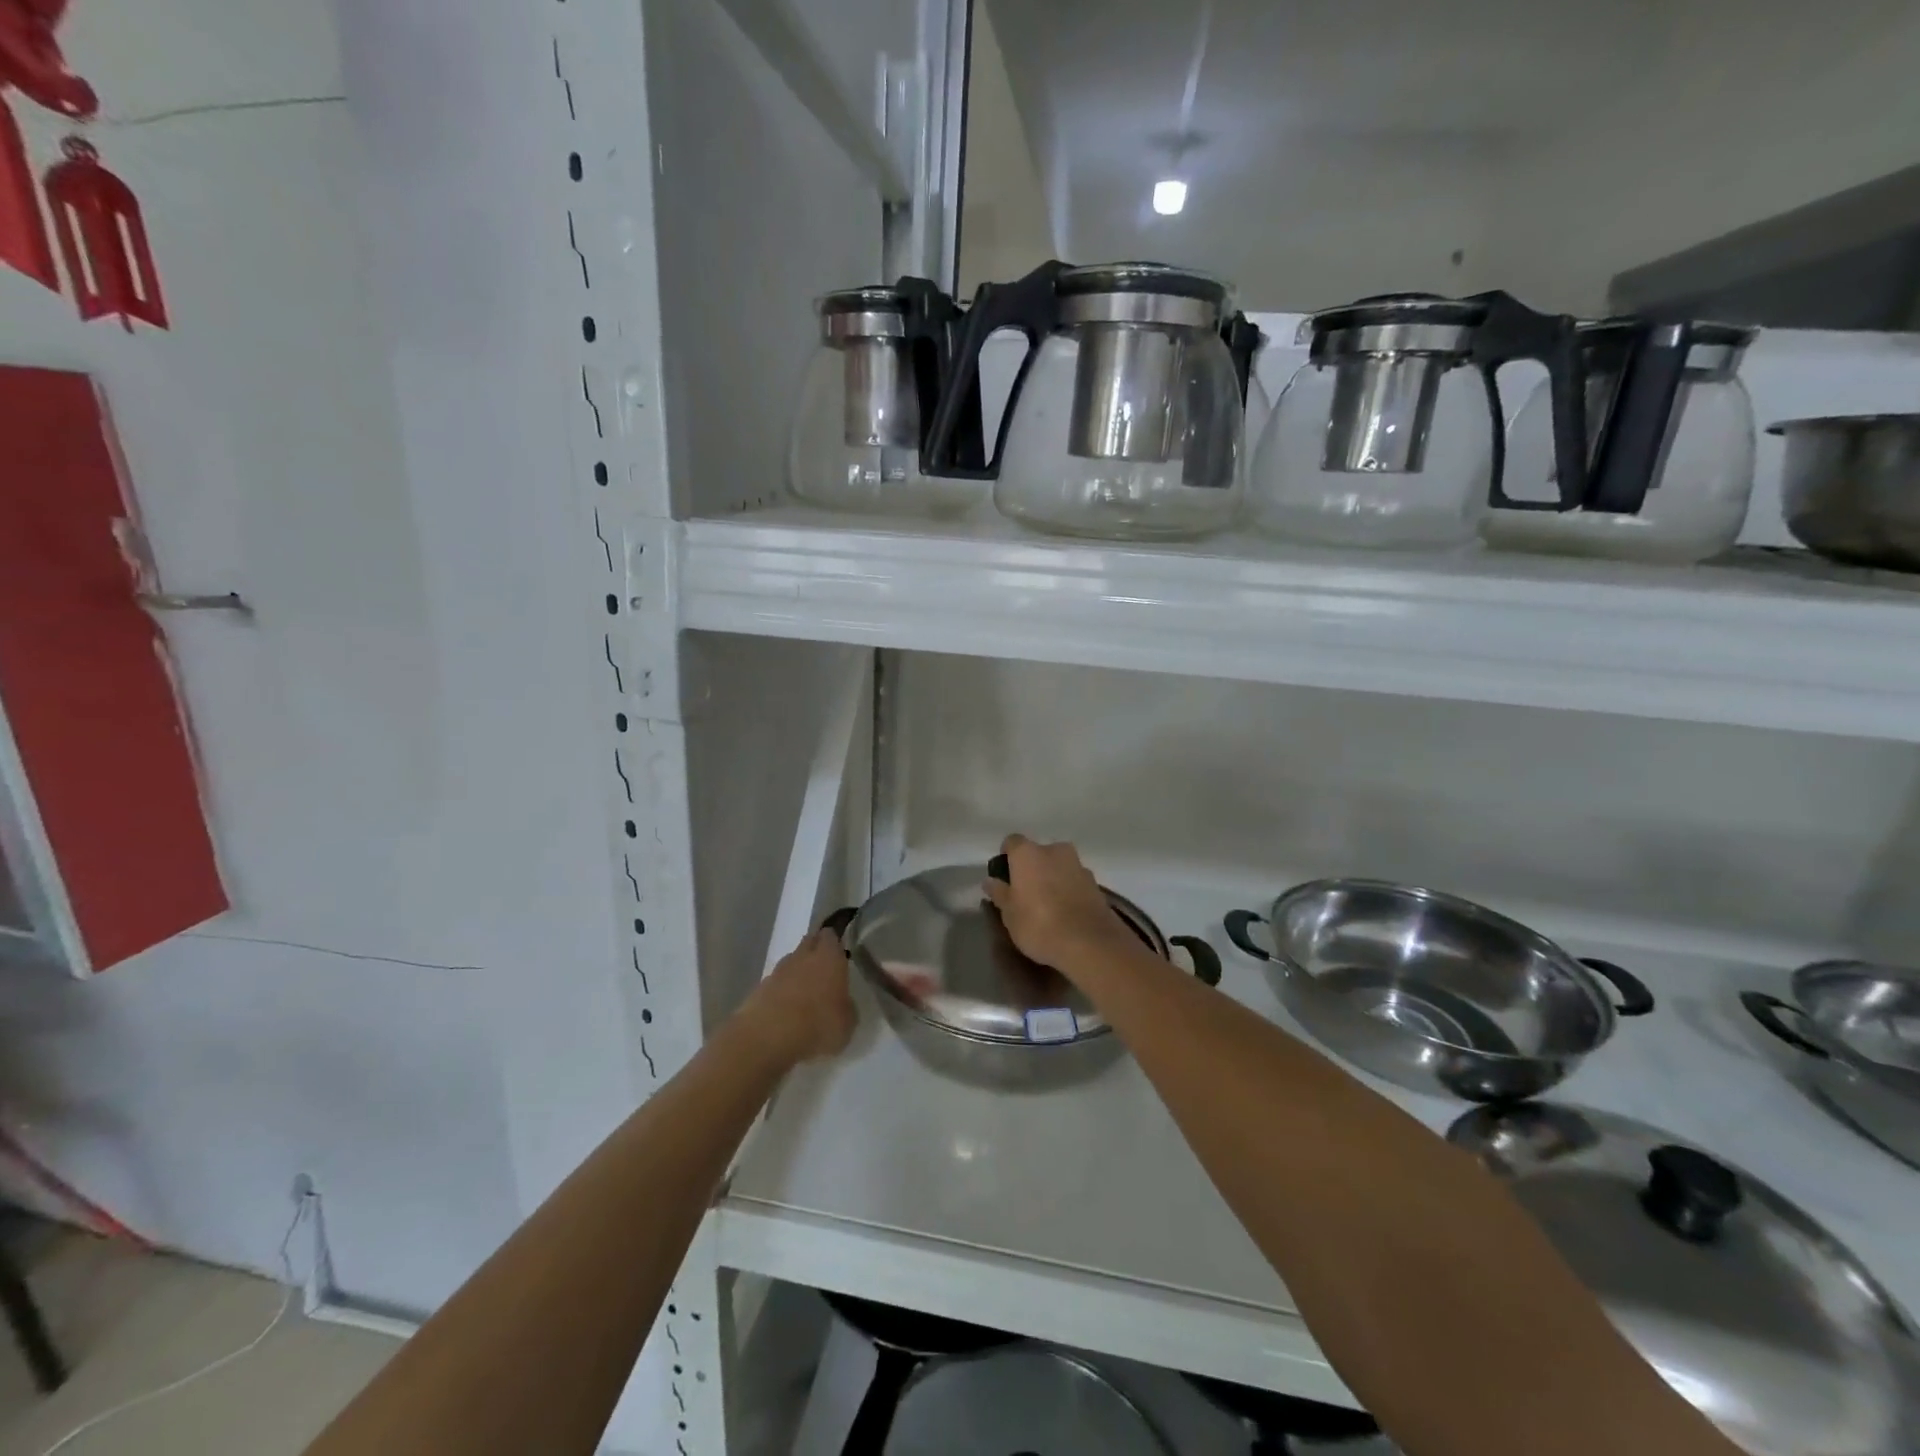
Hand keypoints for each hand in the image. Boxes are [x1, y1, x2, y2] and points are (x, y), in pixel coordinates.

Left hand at [738, 928, 855, 1064]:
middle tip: (824, 970)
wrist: (767, 1037)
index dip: (834, 943)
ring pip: (791, 963)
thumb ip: (847, 1008)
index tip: (839, 953)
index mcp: (829, 957)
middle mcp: (803, 956)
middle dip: (815, 952)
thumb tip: (843, 1005)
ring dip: (797, 972)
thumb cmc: (817, 1024)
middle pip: (809, 943)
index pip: (831, 936)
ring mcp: (778, 971)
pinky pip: (775, 983)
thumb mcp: (846, 1024)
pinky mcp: (758, 988)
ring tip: (804, 994)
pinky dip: (781, 991)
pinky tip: (785, 1010)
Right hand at [982, 834, 1142, 981]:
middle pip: (1038, 853)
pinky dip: (1069, 890)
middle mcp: (1054, 850)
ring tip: (1048, 906)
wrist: (1090, 943)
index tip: (1005, 878)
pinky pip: (1074, 880)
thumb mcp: (1009, 914)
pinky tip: (1066, 912)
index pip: (1011, 842)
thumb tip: (990, 881)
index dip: (1006, 858)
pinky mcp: (1096, 883)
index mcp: (1028, 853)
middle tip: (1026, 894)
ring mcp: (1078, 864)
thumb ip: (999, 894)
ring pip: (1058, 866)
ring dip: (1052, 878)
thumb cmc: (1039, 925)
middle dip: (1031, 869)